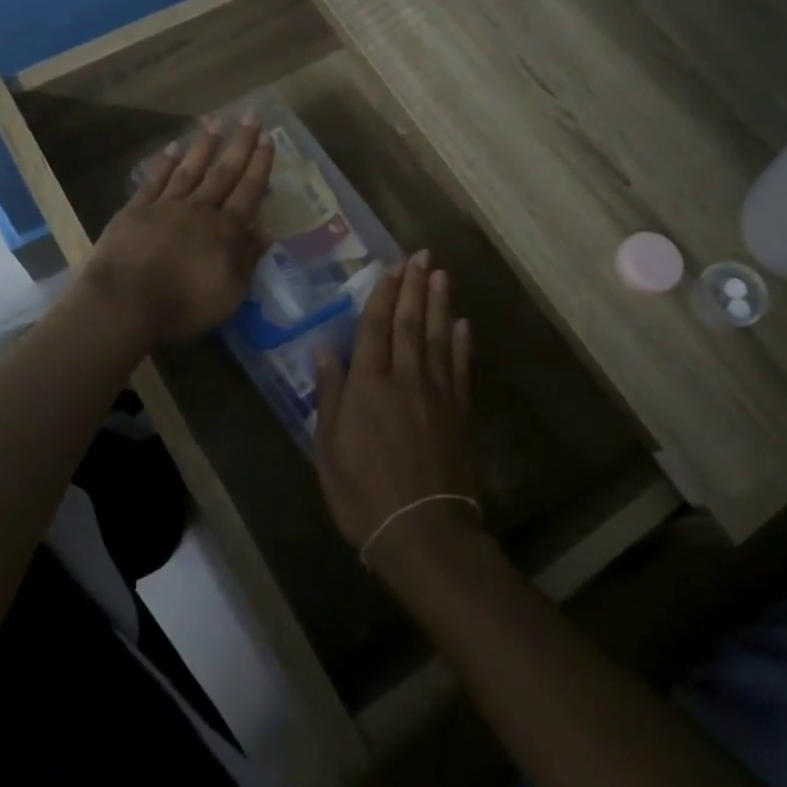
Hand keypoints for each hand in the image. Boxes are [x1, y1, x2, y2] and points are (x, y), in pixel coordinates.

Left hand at [81, 117, 272, 343]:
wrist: (124, 303)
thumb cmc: (183, 306)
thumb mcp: (229, 292)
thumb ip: (248, 259)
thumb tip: (266, 231)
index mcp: (225, 231)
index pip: (248, 192)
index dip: (260, 165)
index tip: (269, 139)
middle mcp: (199, 210)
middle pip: (223, 173)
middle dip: (239, 144)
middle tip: (250, 116)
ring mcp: (165, 207)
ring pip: (190, 170)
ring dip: (204, 147)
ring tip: (214, 123)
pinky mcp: (135, 211)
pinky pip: (155, 181)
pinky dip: (164, 164)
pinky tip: (172, 149)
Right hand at [314, 253, 482, 570]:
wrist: (423, 531)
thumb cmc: (362, 493)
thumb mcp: (328, 447)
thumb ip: (329, 394)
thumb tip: (323, 348)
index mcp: (368, 384)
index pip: (375, 326)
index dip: (383, 294)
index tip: (391, 266)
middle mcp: (405, 377)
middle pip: (410, 322)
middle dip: (414, 286)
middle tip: (421, 255)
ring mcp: (437, 393)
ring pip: (438, 336)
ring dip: (440, 303)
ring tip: (442, 274)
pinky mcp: (459, 412)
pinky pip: (460, 368)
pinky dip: (462, 343)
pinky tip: (463, 324)